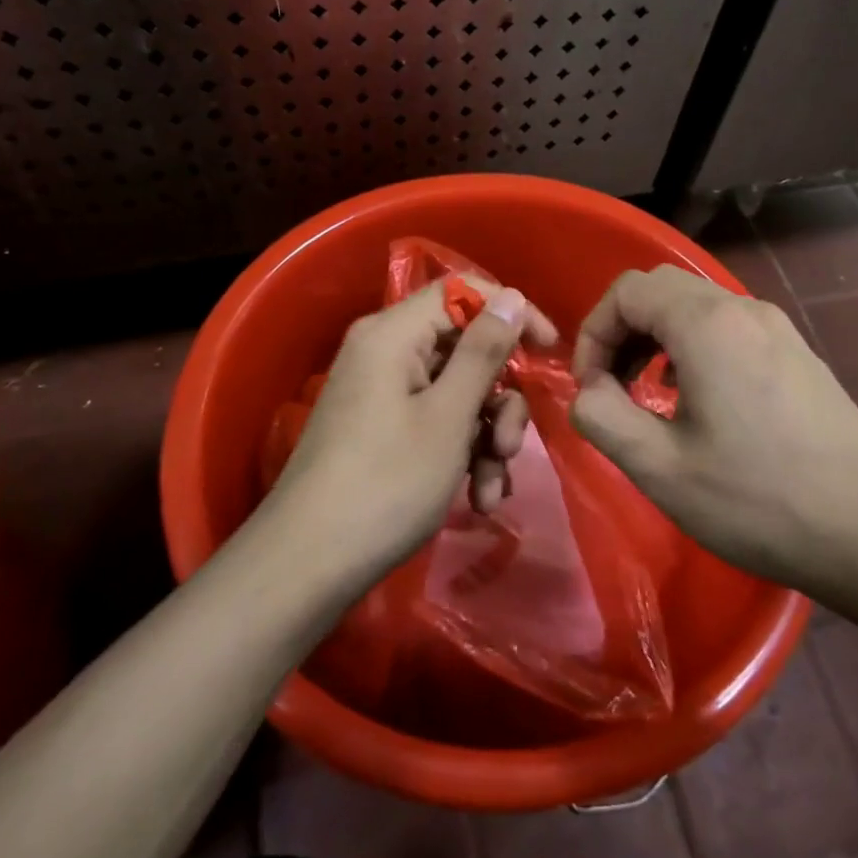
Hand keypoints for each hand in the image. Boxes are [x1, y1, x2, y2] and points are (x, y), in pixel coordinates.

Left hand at [268, 277, 559, 581]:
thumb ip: (483, 352)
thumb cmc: (387, 483)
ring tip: (491, 489)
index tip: (548, 350)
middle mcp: (384, 353)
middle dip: (498, 399)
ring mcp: (381, 393)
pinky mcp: (381, 429)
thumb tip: (510, 295)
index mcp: (393, 334)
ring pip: (456, 393)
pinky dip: (461, 453)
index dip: (510, 313)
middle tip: (510, 448)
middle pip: (464, 349)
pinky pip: (434, 422)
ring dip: (485, 437)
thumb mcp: (448, 417)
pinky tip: (478, 498)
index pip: (462, 292)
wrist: (309, 564)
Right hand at [569, 265, 857, 606]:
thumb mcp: (659, 468)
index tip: (590, 387)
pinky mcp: (798, 354)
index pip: (627, 291)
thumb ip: (601, 417)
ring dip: (656, 339)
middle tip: (612, 386)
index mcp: (707, 324)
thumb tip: (589, 391)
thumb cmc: (758, 499)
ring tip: (648, 395)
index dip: (593, 333)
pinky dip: (693, 349)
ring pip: (696, 307)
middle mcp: (743, 310)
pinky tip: (698, 402)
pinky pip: (728, 328)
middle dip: (621, 331)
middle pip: (660, 289)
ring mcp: (778, 329)